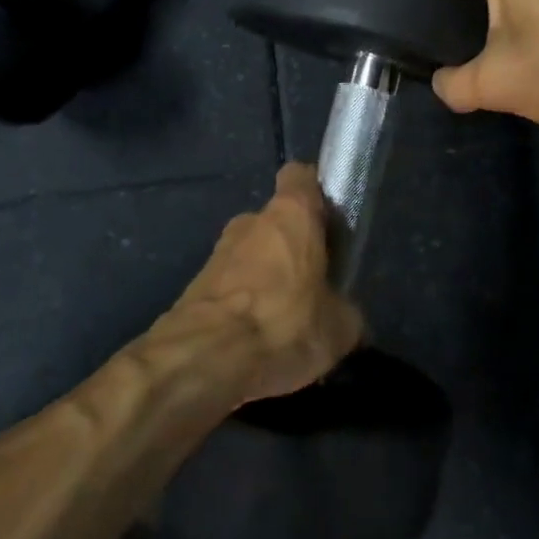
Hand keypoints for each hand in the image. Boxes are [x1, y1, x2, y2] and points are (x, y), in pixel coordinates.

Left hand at [168, 164, 362, 403]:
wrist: (205, 361)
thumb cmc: (285, 325)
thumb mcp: (340, 327)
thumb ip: (344, 311)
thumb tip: (344, 318)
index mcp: (291, 215)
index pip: (300, 176)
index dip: (315, 194)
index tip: (329, 222)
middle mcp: (250, 222)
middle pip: (276, 224)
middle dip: (292, 250)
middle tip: (311, 287)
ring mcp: (217, 254)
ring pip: (251, 258)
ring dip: (267, 281)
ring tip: (284, 325)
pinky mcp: (194, 288)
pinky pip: (231, 290)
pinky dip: (244, 308)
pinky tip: (257, 344)